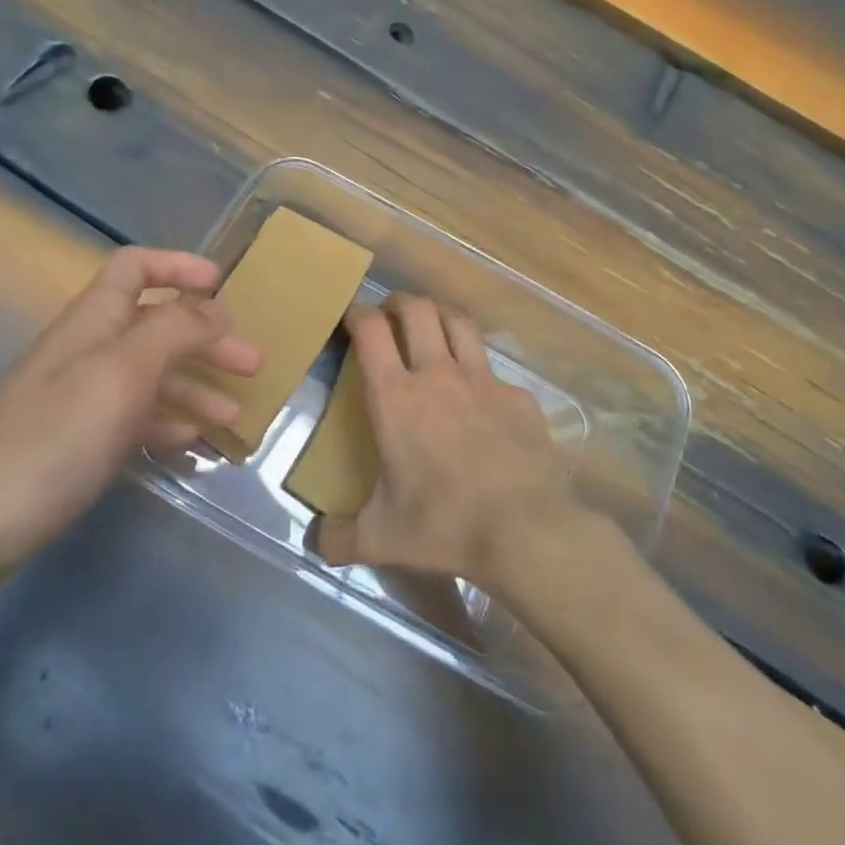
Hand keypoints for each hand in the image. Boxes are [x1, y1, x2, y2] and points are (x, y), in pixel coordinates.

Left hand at [0, 247, 261, 601]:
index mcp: (94, 320)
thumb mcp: (124, 372)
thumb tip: (214, 307)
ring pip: (149, 374)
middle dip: (205, 337)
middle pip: (155, 324)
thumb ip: (174, 331)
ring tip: (233, 415)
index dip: (180, 266)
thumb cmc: (54, 437)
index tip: (224, 285)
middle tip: (253, 364)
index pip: (136, 267)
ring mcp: (80, 398)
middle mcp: (88, 349)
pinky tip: (191, 441)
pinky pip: (134, 417)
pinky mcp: (76, 442)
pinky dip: (167, 421)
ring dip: (194, 385)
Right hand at [309, 293, 586, 583]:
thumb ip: (340, 538)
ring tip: (432, 328)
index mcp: (396, 397)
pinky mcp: (518, 397)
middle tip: (390, 315)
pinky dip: (478, 370)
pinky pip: (493, 369)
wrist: (527, 532)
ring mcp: (483, 380)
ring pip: (459, 322)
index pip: (371, 329)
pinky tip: (479, 397)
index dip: (358, 313)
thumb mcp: (381, 538)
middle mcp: (438, 374)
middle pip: (417, 309)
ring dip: (440, 316)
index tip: (352, 318)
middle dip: (399, 301)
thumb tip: (317, 543)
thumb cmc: (444, 525)